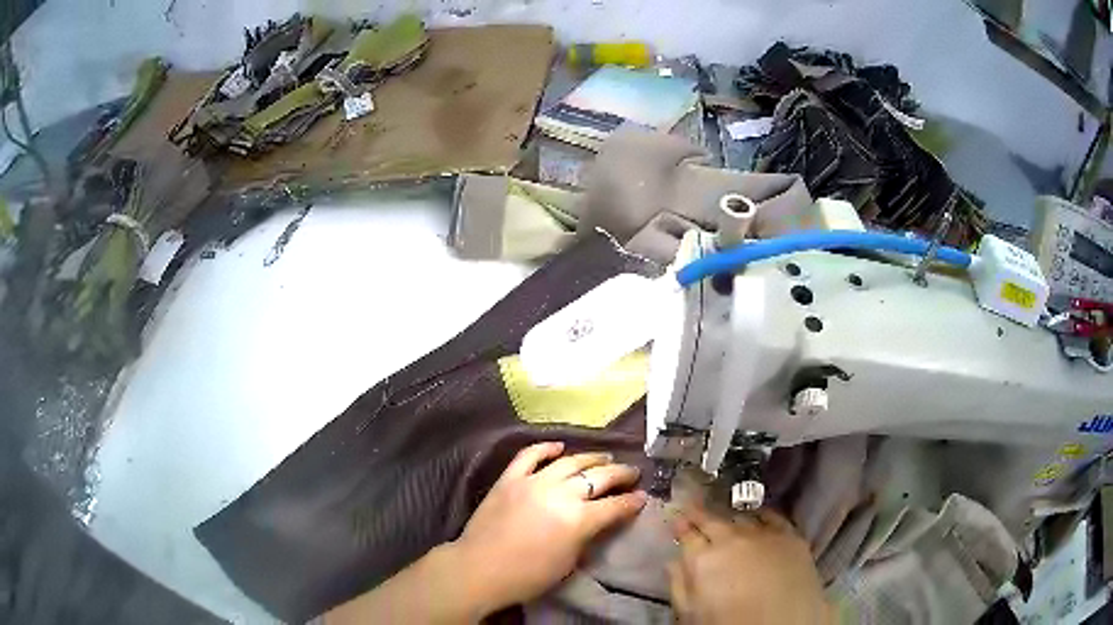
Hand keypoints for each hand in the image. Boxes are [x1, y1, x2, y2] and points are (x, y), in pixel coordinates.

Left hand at [451, 441, 647, 610]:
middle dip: (620, 474)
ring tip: (604, 457)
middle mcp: (560, 494)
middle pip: (598, 477)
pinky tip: (559, 446)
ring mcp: (533, 482)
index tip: (643, 496)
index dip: (632, 501)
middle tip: (632, 472)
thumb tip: (600, 520)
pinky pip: (529, 455)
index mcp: (579, 519)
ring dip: (591, 458)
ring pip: (569, 461)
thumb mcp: (569, 561)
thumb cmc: (528, 576)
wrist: (479, 569)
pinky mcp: (509, 478)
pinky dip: (545, 448)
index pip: (615, 506)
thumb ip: (588, 535)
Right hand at [670, 505, 832, 624]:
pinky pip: (773, 517)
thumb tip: (674, 562)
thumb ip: (680, 585)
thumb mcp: (692, 613)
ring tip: (726, 519)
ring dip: (730, 518)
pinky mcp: (791, 537)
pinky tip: (759, 517)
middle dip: (701, 515)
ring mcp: (764, 535)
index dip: (680, 526)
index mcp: (703, 560)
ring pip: (741, 518)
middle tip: (694, 508)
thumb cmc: (730, 624)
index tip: (677, 520)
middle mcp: (732, 540)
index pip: (687, 534)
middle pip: (713, 520)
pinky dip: (762, 516)